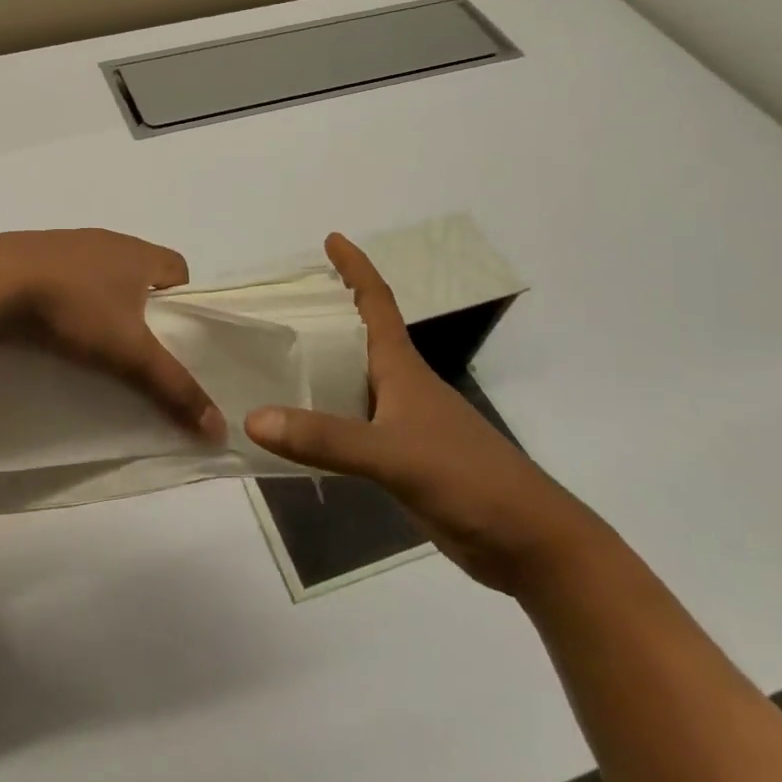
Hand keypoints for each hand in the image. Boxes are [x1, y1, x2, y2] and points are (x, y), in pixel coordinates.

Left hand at [0, 230, 225, 440]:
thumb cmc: (73, 308)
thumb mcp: (129, 353)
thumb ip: (174, 387)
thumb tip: (220, 428)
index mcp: (138, 252)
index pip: (179, 269)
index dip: (185, 303)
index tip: (174, 339)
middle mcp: (107, 240)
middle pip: (141, 273)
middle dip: (144, 309)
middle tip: (138, 348)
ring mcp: (67, 244)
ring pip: (101, 275)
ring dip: (104, 303)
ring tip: (96, 342)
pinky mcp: (33, 255)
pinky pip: (66, 277)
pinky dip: (69, 299)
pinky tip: (56, 327)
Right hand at [246, 233, 602, 595]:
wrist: (528, 543)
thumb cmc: (468, 479)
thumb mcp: (394, 454)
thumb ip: (325, 438)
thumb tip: (252, 418)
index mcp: (402, 368)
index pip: (376, 302)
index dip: (355, 268)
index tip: (332, 238)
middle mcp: (399, 386)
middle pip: (358, 337)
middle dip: (325, 314)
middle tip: (279, 303)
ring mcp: (402, 423)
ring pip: (350, 382)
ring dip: (318, 367)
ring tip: (274, 358)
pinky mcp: (400, 458)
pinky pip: (349, 424)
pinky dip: (321, 417)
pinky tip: (295, 428)